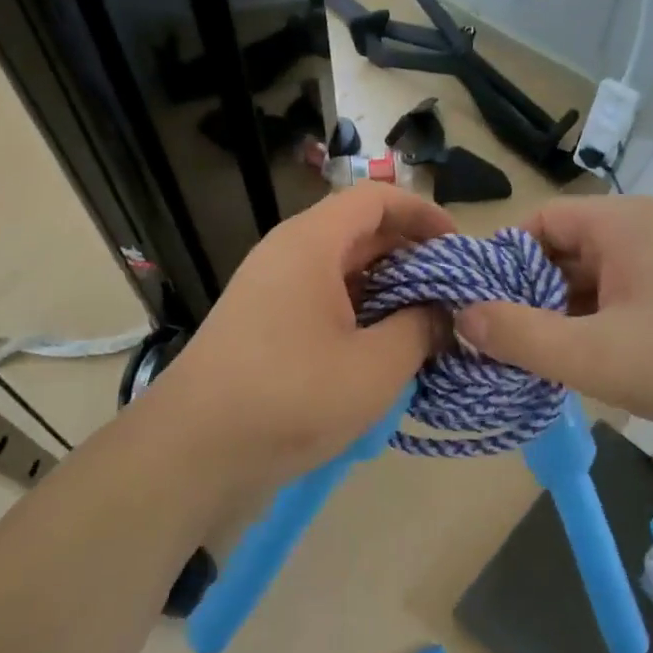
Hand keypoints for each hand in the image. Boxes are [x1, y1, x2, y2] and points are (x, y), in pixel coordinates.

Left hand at [142, 186, 453, 507]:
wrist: (194, 453)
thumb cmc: (291, 397)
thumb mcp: (374, 366)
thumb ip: (420, 329)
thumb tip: (444, 313)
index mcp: (311, 244)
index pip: (375, 199)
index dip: (422, 213)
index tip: (458, 247)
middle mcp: (287, 254)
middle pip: (358, 231)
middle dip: (410, 254)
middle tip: (452, 289)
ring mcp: (271, 290)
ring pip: (341, 269)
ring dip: (386, 287)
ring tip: (427, 320)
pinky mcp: (264, 324)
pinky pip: (322, 300)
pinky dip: (359, 312)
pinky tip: (385, 348)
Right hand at [455, 196, 652, 450]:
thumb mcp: (595, 355)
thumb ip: (521, 336)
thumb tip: (463, 316)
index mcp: (619, 223)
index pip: (537, 222)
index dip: (500, 261)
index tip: (477, 306)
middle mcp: (643, 229)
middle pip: (563, 250)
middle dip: (529, 294)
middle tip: (501, 341)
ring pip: (595, 278)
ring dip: (564, 314)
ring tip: (536, 359)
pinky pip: (625, 298)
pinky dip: (599, 324)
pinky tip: (587, 363)